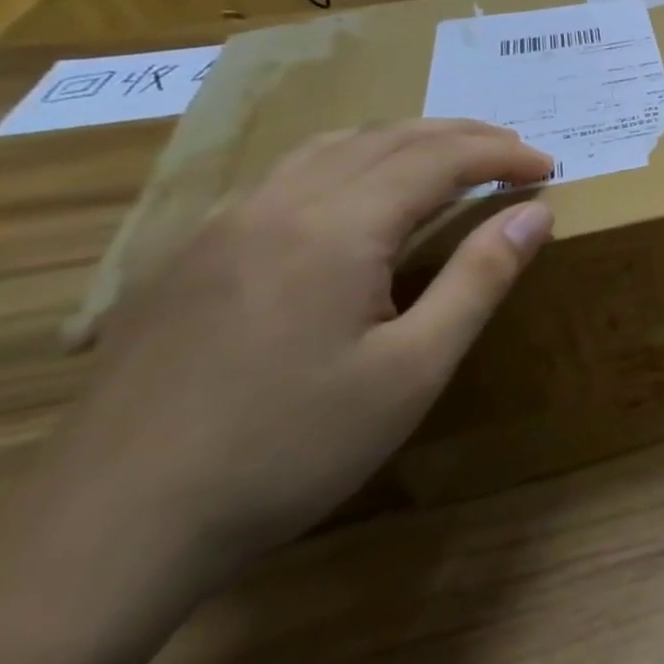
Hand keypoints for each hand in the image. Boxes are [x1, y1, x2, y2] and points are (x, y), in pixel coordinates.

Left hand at [40, 120, 553, 581]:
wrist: (114, 526)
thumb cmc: (292, 447)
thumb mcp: (414, 369)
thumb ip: (479, 279)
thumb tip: (534, 213)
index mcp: (335, 228)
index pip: (437, 159)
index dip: (500, 154)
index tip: (548, 165)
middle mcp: (276, 205)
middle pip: (384, 139)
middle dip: (460, 136)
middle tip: (515, 151)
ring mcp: (220, 228)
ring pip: (328, 148)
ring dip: (402, 141)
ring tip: (449, 158)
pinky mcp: (188, 258)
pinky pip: (284, 178)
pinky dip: (347, 162)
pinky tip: (355, 196)